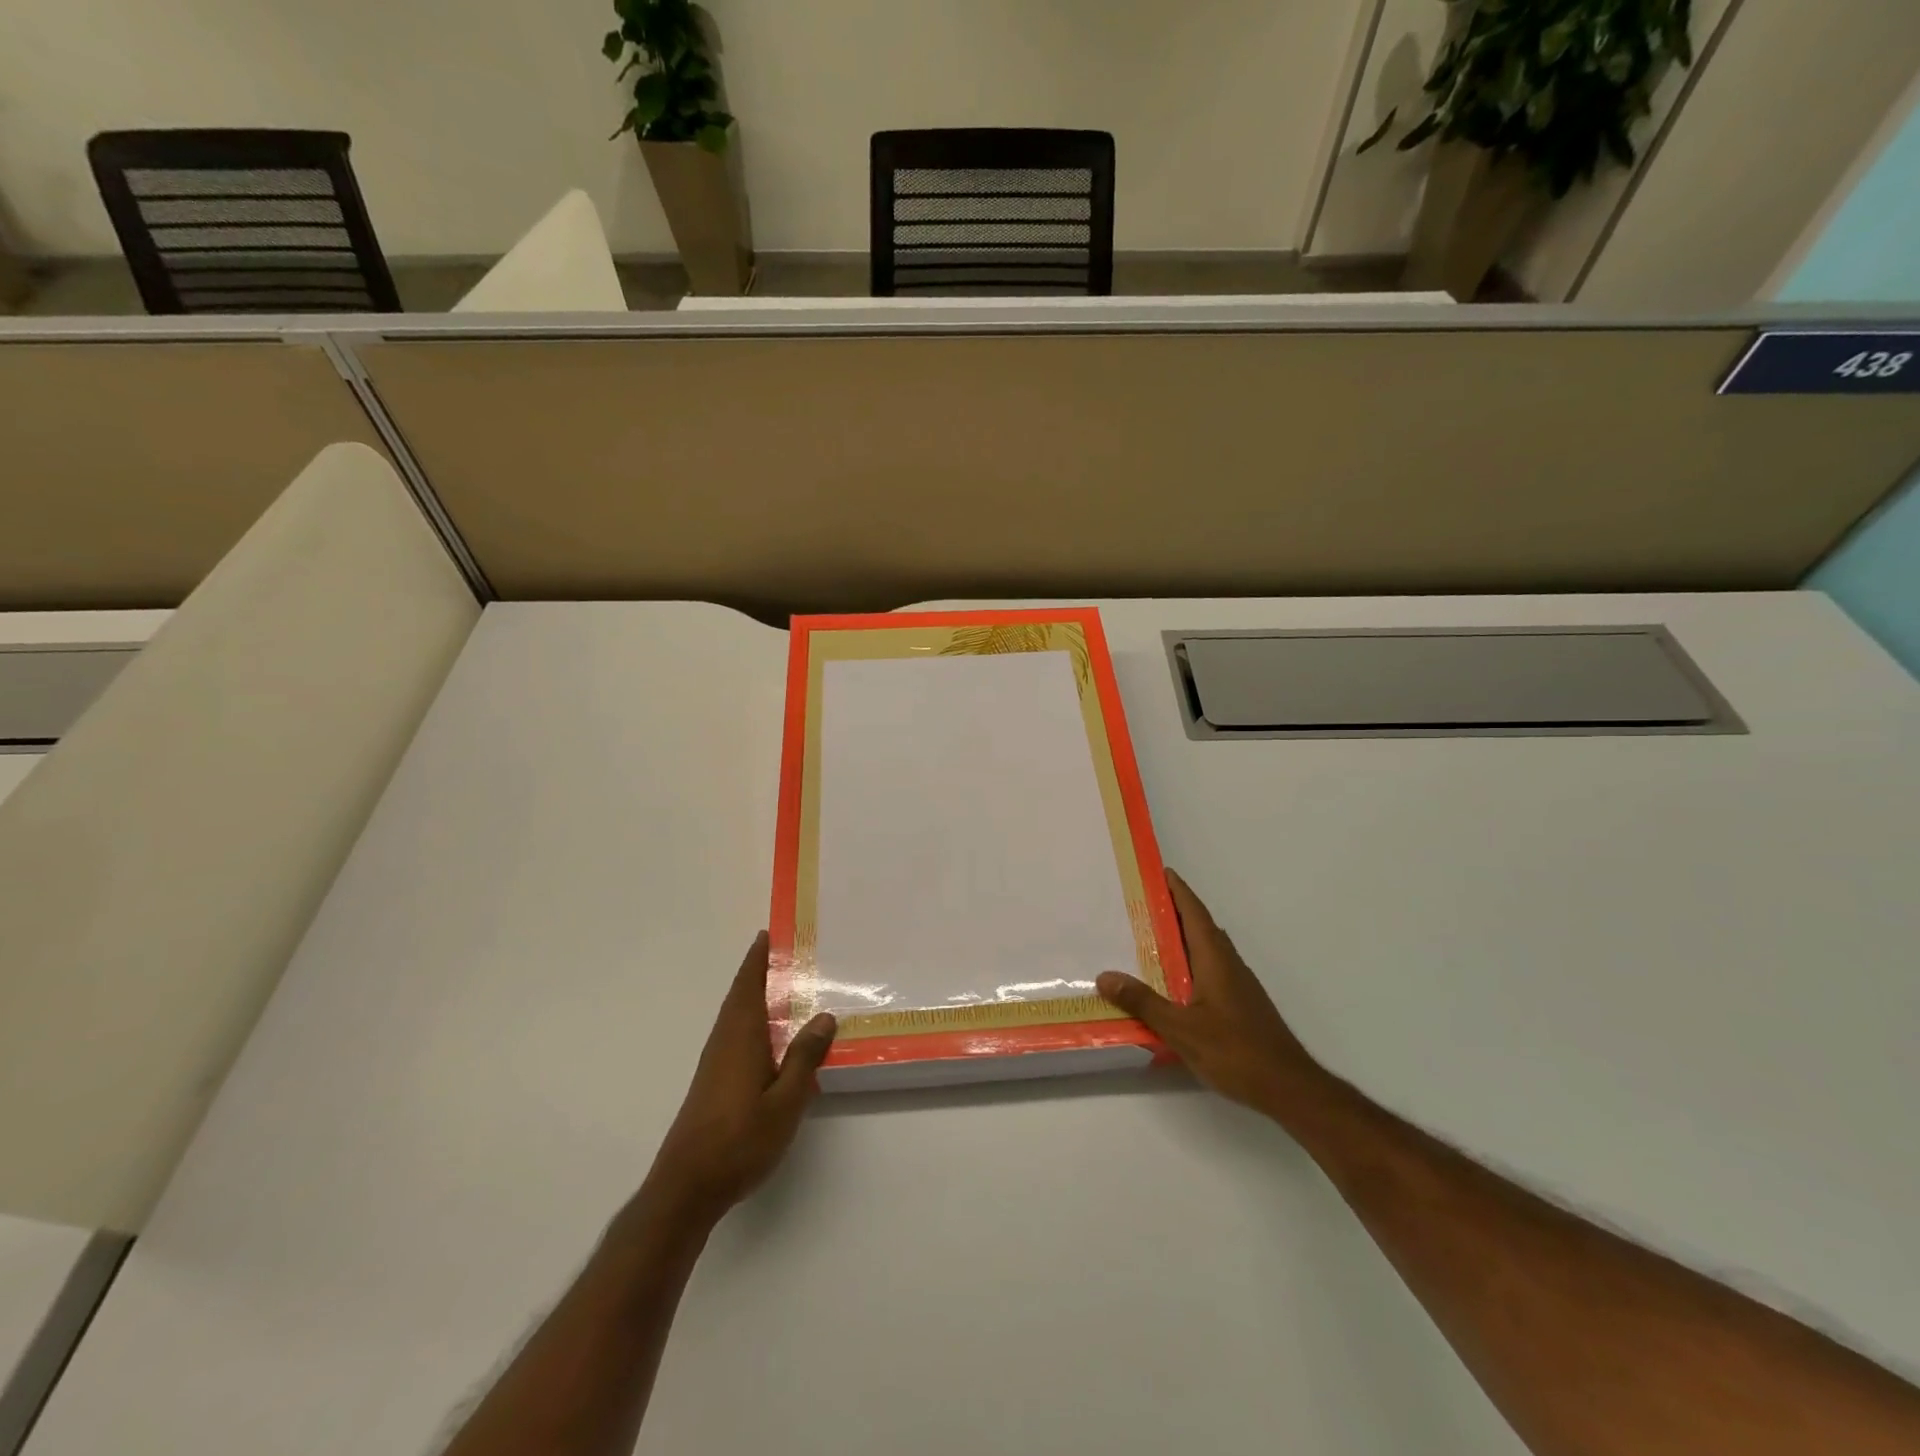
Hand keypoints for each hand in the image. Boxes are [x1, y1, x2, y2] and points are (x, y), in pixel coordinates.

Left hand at [642, 932, 837, 1226]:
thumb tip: (824, 1016)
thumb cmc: (739, 1140)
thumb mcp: (785, 1101)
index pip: (748, 985)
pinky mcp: (713, 1082)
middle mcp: (724, 1042)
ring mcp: (716, 1063)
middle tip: (787, 954)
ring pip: (737, 1016)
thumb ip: (804, 1057)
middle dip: (758, 972)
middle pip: (740, 996)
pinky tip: (772, 1037)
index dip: (758, 959)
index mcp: (741, 1037)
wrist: (687, 1187)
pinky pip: (736, 1035)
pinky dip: (753, 1020)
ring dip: (755, 996)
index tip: (769, 933)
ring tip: (786, 987)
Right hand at [1097, 870, 1322, 1117]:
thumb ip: (1143, 1002)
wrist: (1289, 1087)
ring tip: (1147, 939)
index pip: (1194, 913)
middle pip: (1199, 926)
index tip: (1158, 872)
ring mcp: (1238, 984)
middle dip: (1173, 911)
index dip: (1177, 890)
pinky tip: (1171, 982)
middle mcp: (1228, 963)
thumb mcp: (1182, 1029)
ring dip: (1180, 938)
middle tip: (1140, 904)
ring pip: (1205, 949)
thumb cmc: (1236, 1052)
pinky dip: (1188, 963)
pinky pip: (1209, 969)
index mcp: (1215, 959)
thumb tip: (1105, 976)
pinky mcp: (1241, 1004)